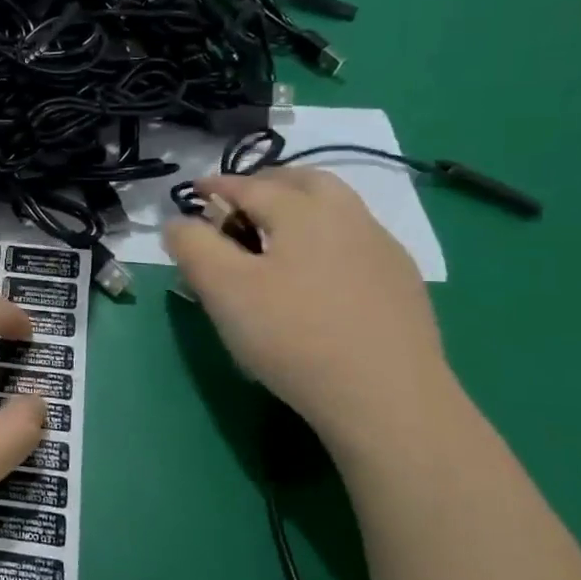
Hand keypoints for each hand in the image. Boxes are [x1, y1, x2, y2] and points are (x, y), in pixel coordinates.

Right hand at [164, 169, 457, 449]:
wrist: (388, 398)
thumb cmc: (293, 335)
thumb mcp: (223, 289)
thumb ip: (193, 246)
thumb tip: (178, 222)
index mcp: (303, 210)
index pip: (249, 185)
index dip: (215, 186)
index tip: (193, 191)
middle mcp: (348, 216)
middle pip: (304, 181)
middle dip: (267, 184)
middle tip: (240, 204)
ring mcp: (382, 249)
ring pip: (336, 208)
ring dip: (301, 207)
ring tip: (276, 235)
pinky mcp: (402, 284)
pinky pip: (356, 241)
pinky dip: (326, 239)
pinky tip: (317, 274)